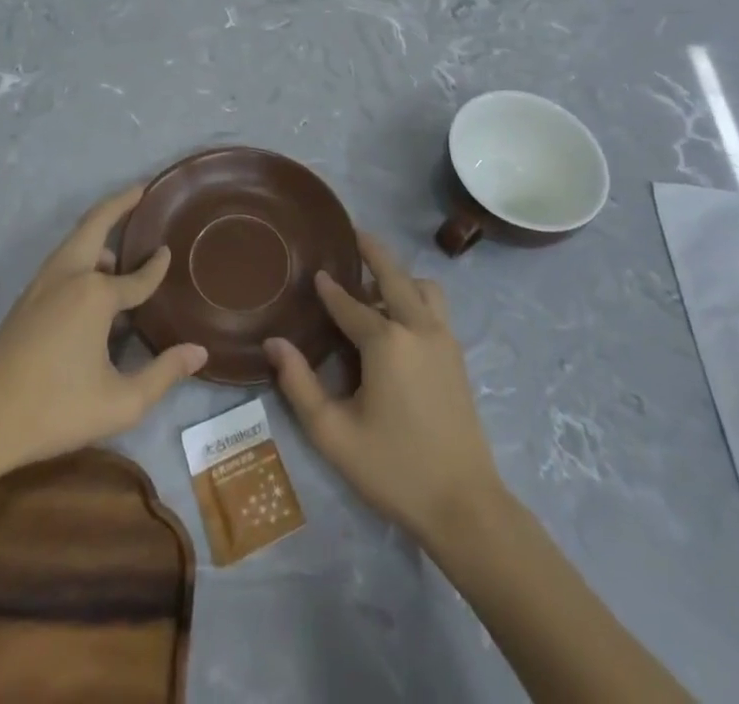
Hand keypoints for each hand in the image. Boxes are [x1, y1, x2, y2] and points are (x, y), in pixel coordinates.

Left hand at [0, 185, 206, 473]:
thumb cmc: (55, 409)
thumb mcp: (121, 403)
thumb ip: (164, 374)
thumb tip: (199, 352)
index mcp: (95, 295)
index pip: (138, 276)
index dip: (157, 267)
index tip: (169, 252)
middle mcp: (69, 276)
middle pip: (95, 224)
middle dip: (119, 203)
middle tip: (140, 189)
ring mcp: (43, 285)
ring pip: (74, 241)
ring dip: (98, 229)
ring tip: (120, 239)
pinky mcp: (26, 299)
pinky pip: (62, 260)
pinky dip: (82, 250)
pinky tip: (91, 278)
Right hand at [265, 233, 502, 544]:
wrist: (464, 504)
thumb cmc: (393, 468)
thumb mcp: (333, 432)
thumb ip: (299, 384)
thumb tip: (274, 343)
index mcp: (386, 341)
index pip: (350, 304)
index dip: (329, 289)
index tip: (315, 272)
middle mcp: (418, 327)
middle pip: (394, 275)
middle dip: (372, 252)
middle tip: (354, 234)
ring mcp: (443, 339)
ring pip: (422, 288)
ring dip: (400, 277)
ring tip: (376, 286)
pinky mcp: (457, 355)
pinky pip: (435, 308)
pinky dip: (415, 297)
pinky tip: (400, 319)